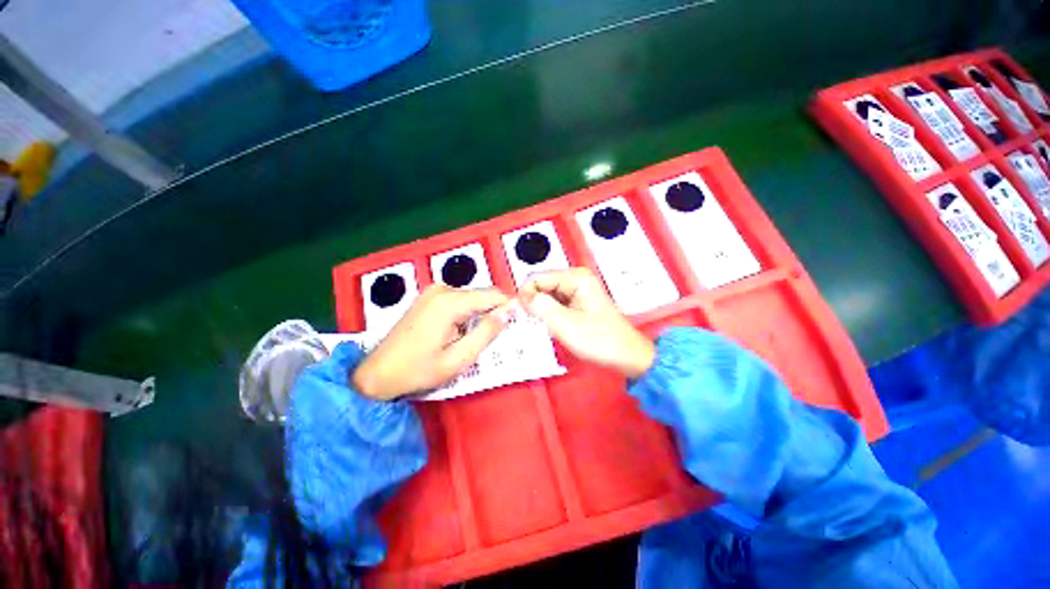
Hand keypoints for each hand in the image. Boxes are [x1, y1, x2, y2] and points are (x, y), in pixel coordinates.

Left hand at [352, 285, 511, 399]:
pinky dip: (465, 314)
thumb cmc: (418, 370)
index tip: (514, 326)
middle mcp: (442, 289)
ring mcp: (433, 291)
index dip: (508, 308)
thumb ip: (486, 333)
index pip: (493, 295)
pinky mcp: (428, 297)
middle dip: (491, 314)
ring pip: (471, 299)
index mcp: (450, 302)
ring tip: (472, 340)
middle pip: (481, 296)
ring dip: (477, 316)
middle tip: (491, 339)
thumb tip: (508, 312)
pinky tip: (457, 333)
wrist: (377, 374)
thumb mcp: (458, 359)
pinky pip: (457, 301)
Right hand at [520, 268, 654, 378]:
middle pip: (542, 285)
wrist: (626, 355)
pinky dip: (549, 314)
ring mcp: (577, 290)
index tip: (521, 314)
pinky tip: (553, 326)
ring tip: (545, 327)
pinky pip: (555, 303)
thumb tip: (522, 297)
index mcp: (575, 278)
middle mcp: (576, 279)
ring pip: (546, 295)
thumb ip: (540, 307)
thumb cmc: (600, 340)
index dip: (526, 295)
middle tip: (532, 323)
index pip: (537, 277)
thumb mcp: (565, 324)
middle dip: (534, 303)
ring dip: (541, 310)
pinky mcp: (577, 302)